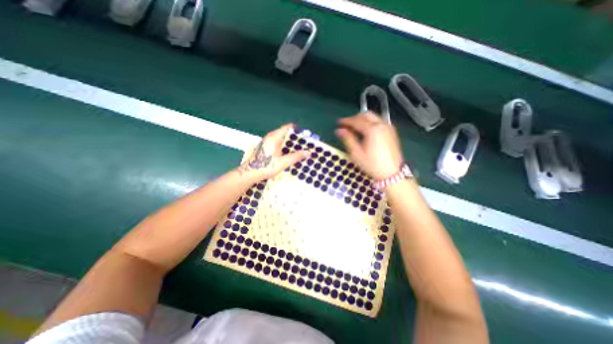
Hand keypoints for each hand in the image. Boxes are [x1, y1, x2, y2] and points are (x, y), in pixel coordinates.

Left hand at [236, 124, 308, 182]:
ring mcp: (268, 142)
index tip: (306, 137)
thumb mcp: (283, 162)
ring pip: (282, 139)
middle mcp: (271, 137)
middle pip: (286, 133)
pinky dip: (286, 147)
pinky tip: (290, 154)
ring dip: (291, 144)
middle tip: (305, 145)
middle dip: (296, 139)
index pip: (288, 127)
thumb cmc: (266, 166)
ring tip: (300, 150)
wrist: (249, 173)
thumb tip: (308, 152)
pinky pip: (279, 144)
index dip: (298, 130)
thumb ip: (296, 156)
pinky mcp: (267, 147)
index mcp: (274, 137)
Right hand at [334, 113, 402, 179]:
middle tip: (347, 125)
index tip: (339, 122)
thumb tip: (339, 130)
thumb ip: (348, 139)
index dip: (346, 121)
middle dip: (355, 118)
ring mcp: (388, 128)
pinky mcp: (392, 132)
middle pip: (366, 115)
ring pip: (374, 117)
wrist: (391, 174)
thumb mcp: (356, 153)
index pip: (356, 121)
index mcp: (372, 130)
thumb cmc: (372, 165)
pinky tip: (367, 132)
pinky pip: (379, 122)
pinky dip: (371, 123)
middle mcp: (381, 125)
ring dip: (363, 119)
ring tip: (355, 128)